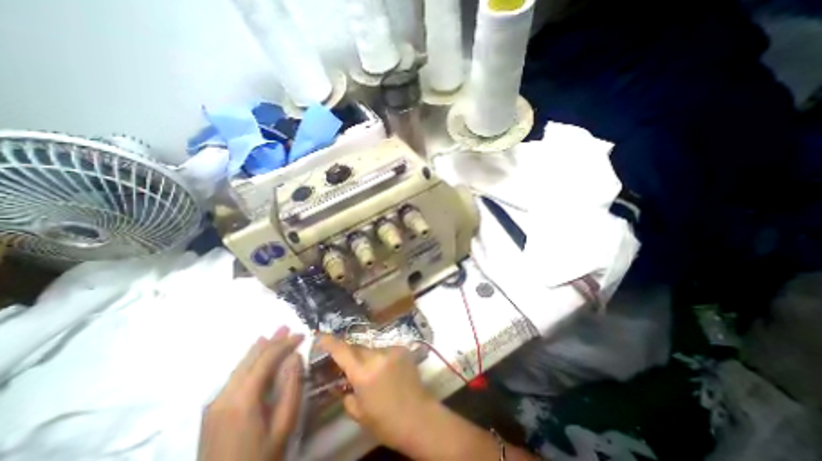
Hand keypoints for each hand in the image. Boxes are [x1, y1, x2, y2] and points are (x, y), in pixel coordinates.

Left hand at [198, 327, 304, 460]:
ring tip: (274, 334)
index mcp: (243, 399)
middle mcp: (225, 395)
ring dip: (260, 348)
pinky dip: (249, 361)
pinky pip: (235, 375)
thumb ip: (291, 388)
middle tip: (288, 327)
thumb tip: (295, 357)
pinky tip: (255, 355)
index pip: (266, 360)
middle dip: (272, 341)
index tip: (301, 335)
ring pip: (240, 365)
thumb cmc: (260, 457)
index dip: (285, 344)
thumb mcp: (283, 426)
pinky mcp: (213, 409)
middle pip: (251, 358)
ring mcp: (215, 402)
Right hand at [318, 336, 439, 453]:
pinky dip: (382, 358)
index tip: (321, 335)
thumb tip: (345, 385)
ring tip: (373, 373)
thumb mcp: (359, 414)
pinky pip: (385, 350)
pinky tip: (387, 371)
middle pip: (358, 348)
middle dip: (351, 354)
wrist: (419, 417)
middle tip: (349, 364)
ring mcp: (392, 350)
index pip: (343, 352)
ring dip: (368, 357)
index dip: (330, 342)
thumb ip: (348, 396)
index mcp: (363, 373)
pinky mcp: (403, 349)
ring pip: (372, 348)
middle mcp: (377, 356)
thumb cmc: (386, 422)